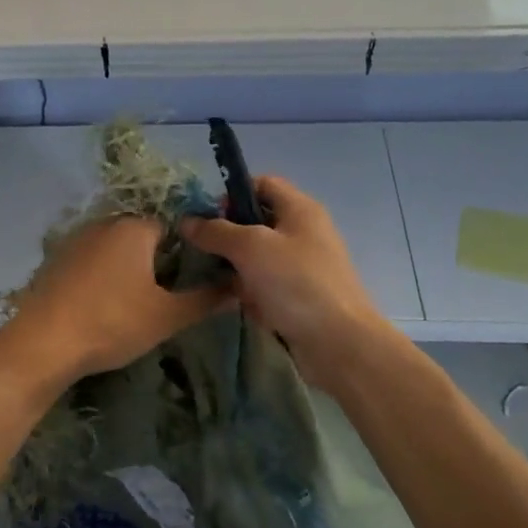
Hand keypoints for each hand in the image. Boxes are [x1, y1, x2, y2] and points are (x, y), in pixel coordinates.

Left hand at [0, 216, 233, 391]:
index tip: (191, 279)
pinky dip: (101, 276)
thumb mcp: (166, 316)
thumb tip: (239, 288)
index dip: (186, 251)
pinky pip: (90, 260)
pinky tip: (102, 305)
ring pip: (114, 248)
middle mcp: (104, 223)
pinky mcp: (55, 260)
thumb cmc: (112, 323)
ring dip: (127, 268)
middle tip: (165, 295)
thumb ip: (205, 300)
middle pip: (142, 235)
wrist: (42, 344)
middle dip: (156, 260)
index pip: (173, 226)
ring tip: (135, 303)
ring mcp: (75, 240)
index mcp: (134, 228)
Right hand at [179, 176, 389, 381]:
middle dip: (229, 236)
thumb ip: (216, 232)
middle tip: (202, 251)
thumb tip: (187, 221)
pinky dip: (252, 294)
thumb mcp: (251, 248)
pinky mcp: (301, 297)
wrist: (339, 343)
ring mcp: (304, 267)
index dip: (232, 194)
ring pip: (259, 258)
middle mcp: (304, 232)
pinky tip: (241, 306)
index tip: (208, 217)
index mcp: (300, 209)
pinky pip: (267, 286)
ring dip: (237, 269)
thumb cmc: (296, 283)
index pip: (262, 183)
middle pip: (258, 222)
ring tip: (215, 281)